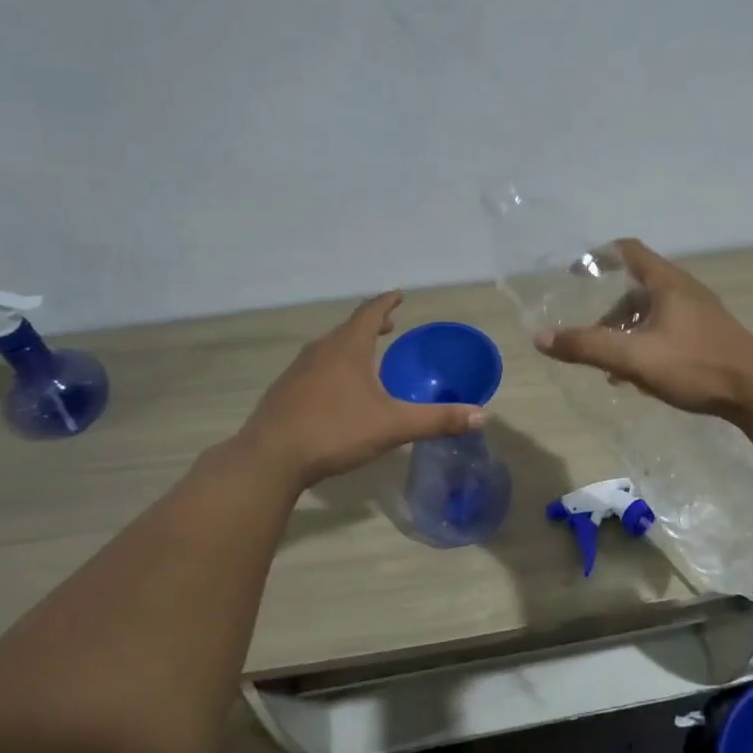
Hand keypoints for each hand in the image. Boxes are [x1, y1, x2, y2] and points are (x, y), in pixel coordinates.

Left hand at [240, 292, 484, 487]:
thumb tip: (482, 415)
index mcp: (348, 348)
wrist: (270, 458)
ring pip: (330, 348)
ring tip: (365, 354)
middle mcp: (321, 350)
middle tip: (388, 324)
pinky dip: (333, 365)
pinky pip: (315, 367)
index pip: (370, 313)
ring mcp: (298, 370)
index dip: (386, 302)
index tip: (398, 294)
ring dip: (350, 345)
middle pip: (349, 328)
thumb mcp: (393, 425)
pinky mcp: (285, 391)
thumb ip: (438, 420)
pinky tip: (336, 388)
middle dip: (371, 324)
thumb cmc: (335, 431)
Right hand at [534, 239, 752, 418]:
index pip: (628, 250)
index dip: (598, 256)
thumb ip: (587, 347)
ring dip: (627, 330)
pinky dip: (646, 343)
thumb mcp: (633, 358)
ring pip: (652, 311)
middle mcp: (684, 290)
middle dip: (609, 308)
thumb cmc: (695, 366)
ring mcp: (700, 313)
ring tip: (610, 362)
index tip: (575, 272)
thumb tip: (541, 338)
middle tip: (590, 331)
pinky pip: (668, 329)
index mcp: (667, 283)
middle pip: (637, 285)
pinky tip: (640, 376)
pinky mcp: (709, 335)